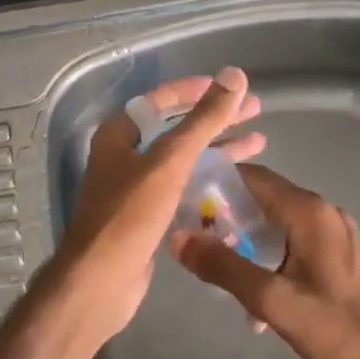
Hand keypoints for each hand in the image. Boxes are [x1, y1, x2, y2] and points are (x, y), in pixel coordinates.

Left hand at [37, 69, 264, 348]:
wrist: (101, 282)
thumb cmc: (130, 215)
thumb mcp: (169, 162)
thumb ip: (203, 120)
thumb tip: (234, 76)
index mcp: (118, 135)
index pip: (160, 100)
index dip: (195, 90)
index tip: (229, 87)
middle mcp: (124, 156)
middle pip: (175, 128)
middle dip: (215, 119)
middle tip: (255, 111)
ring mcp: (135, 188)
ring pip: (182, 159)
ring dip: (217, 149)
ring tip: (258, 143)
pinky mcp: (147, 217)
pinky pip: (182, 188)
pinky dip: (208, 181)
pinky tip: (237, 182)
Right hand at [168, 165, 359, 358]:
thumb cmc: (340, 330)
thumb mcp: (273, 301)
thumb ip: (223, 267)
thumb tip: (177, 236)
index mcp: (308, 212)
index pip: (252, 176)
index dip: (215, 182)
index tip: (183, 199)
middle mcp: (322, 212)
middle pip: (263, 198)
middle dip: (226, 215)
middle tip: (193, 237)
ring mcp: (334, 234)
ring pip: (277, 223)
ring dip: (246, 240)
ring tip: (217, 268)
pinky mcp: (340, 257)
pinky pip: (293, 242)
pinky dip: (269, 255)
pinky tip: (257, 293)